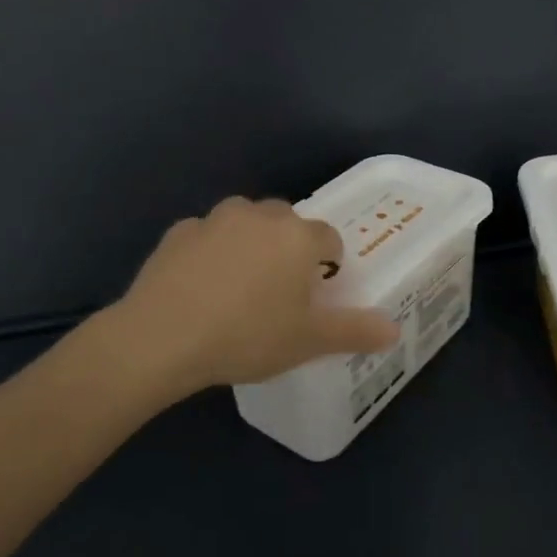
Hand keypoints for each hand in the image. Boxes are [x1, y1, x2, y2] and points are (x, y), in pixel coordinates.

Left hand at [100, 197, 400, 396]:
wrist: (161, 338)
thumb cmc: (248, 336)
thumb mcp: (308, 341)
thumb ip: (355, 331)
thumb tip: (394, 330)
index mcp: (299, 237)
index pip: (329, 239)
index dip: (328, 265)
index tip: (315, 295)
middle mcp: (261, 216)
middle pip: (288, 223)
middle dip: (289, 248)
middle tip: (279, 291)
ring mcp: (216, 219)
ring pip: (245, 222)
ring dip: (250, 242)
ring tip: (239, 285)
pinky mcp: (178, 232)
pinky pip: (206, 236)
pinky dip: (209, 252)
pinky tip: (199, 286)